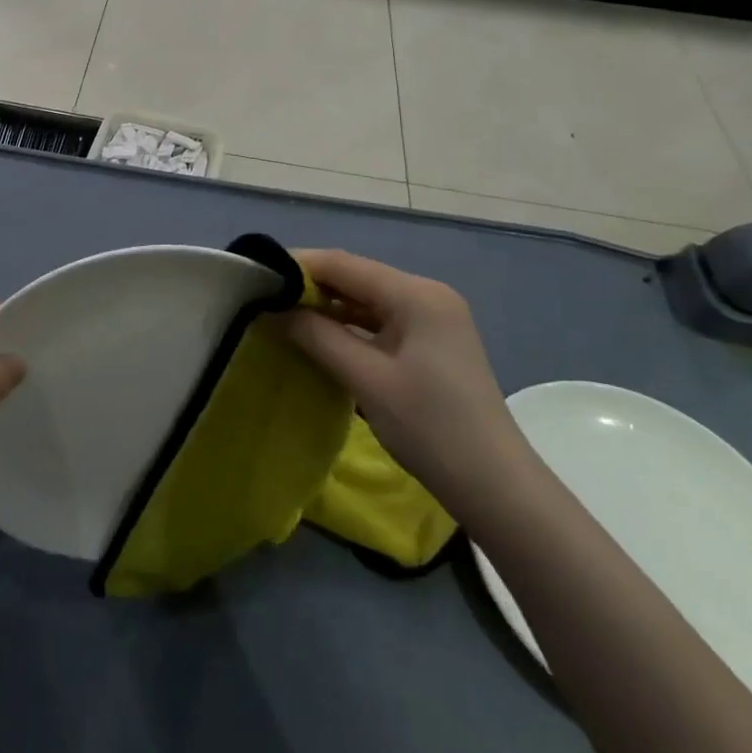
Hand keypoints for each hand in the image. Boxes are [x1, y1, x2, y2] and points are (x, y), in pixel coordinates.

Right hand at [285, 250, 531, 514]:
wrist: (496, 488)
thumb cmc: (431, 428)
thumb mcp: (366, 379)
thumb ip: (317, 336)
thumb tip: (273, 309)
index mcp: (416, 294)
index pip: (344, 264)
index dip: (298, 266)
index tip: (255, 275)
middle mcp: (426, 295)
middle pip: (356, 277)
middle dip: (310, 286)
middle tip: (264, 299)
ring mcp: (432, 318)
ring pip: (367, 299)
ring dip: (328, 307)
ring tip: (282, 317)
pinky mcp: (431, 342)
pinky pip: (380, 321)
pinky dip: (349, 326)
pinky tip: (320, 337)